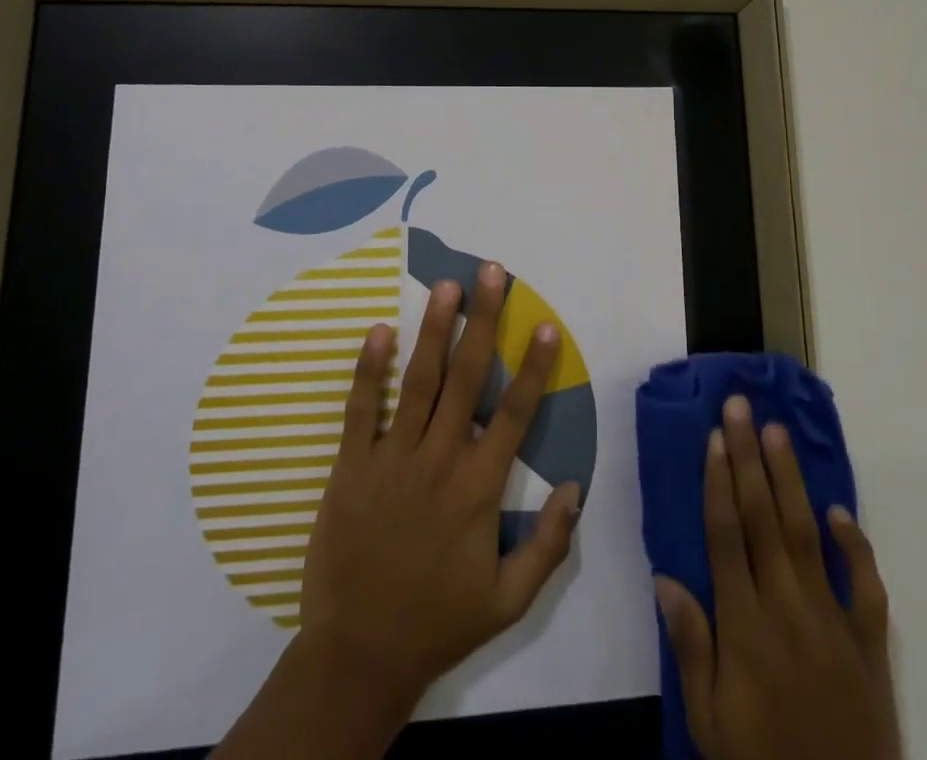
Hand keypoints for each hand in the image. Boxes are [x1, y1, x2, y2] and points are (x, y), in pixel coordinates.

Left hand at [296, 261, 581, 700]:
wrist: (357, 655)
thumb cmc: (438, 622)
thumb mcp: (509, 601)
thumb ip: (549, 545)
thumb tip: (576, 486)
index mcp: (478, 489)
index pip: (514, 413)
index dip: (533, 367)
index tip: (545, 325)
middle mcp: (438, 460)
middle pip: (466, 377)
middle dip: (482, 320)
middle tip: (491, 273)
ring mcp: (391, 459)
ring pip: (418, 381)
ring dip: (434, 329)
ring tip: (447, 286)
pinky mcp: (350, 466)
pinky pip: (360, 409)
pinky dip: (369, 369)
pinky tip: (380, 330)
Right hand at [654, 395, 900, 759]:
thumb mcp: (710, 722)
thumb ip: (690, 646)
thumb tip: (665, 576)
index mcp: (744, 625)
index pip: (726, 535)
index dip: (719, 481)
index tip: (715, 436)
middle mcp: (787, 608)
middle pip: (763, 517)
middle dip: (749, 457)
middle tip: (740, 406)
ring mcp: (833, 622)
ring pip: (808, 534)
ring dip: (790, 479)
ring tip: (776, 431)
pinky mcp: (870, 644)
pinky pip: (866, 586)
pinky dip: (856, 546)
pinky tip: (839, 511)